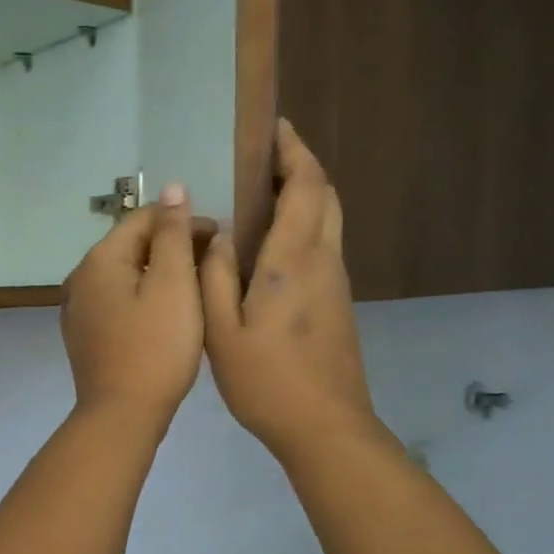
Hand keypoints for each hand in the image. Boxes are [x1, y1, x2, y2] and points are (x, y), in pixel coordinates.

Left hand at [62, 182, 204, 432]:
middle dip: (172, 246)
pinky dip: (144, 298)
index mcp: (100, 259)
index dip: (183, 220)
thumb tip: (172, 188)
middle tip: (213, 262)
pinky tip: (167, 314)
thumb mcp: (173, 284)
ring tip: (197, 286)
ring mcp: (79, 309)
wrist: (122, 414)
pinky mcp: (86, 336)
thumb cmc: (155, 346)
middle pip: (131, 246)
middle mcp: (81, 278)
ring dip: (159, 273)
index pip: (144, 218)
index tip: (219, 236)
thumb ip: (172, 234)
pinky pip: (119, 302)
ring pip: (125, 275)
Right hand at [201, 120, 378, 461]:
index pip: (304, 187)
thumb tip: (217, 233)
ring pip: (330, 218)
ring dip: (306, 193)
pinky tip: (275, 239)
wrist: (325, 426)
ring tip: (267, 189)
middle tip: (267, 154)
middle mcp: (322, 260)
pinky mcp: (338, 302)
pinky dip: (307, 222)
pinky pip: (325, 243)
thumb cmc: (267, 381)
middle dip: (302, 165)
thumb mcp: (222, 331)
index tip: (274, 128)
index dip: (292, 151)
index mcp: (293, 261)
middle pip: (325, 194)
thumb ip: (215, 276)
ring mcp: (336, 282)